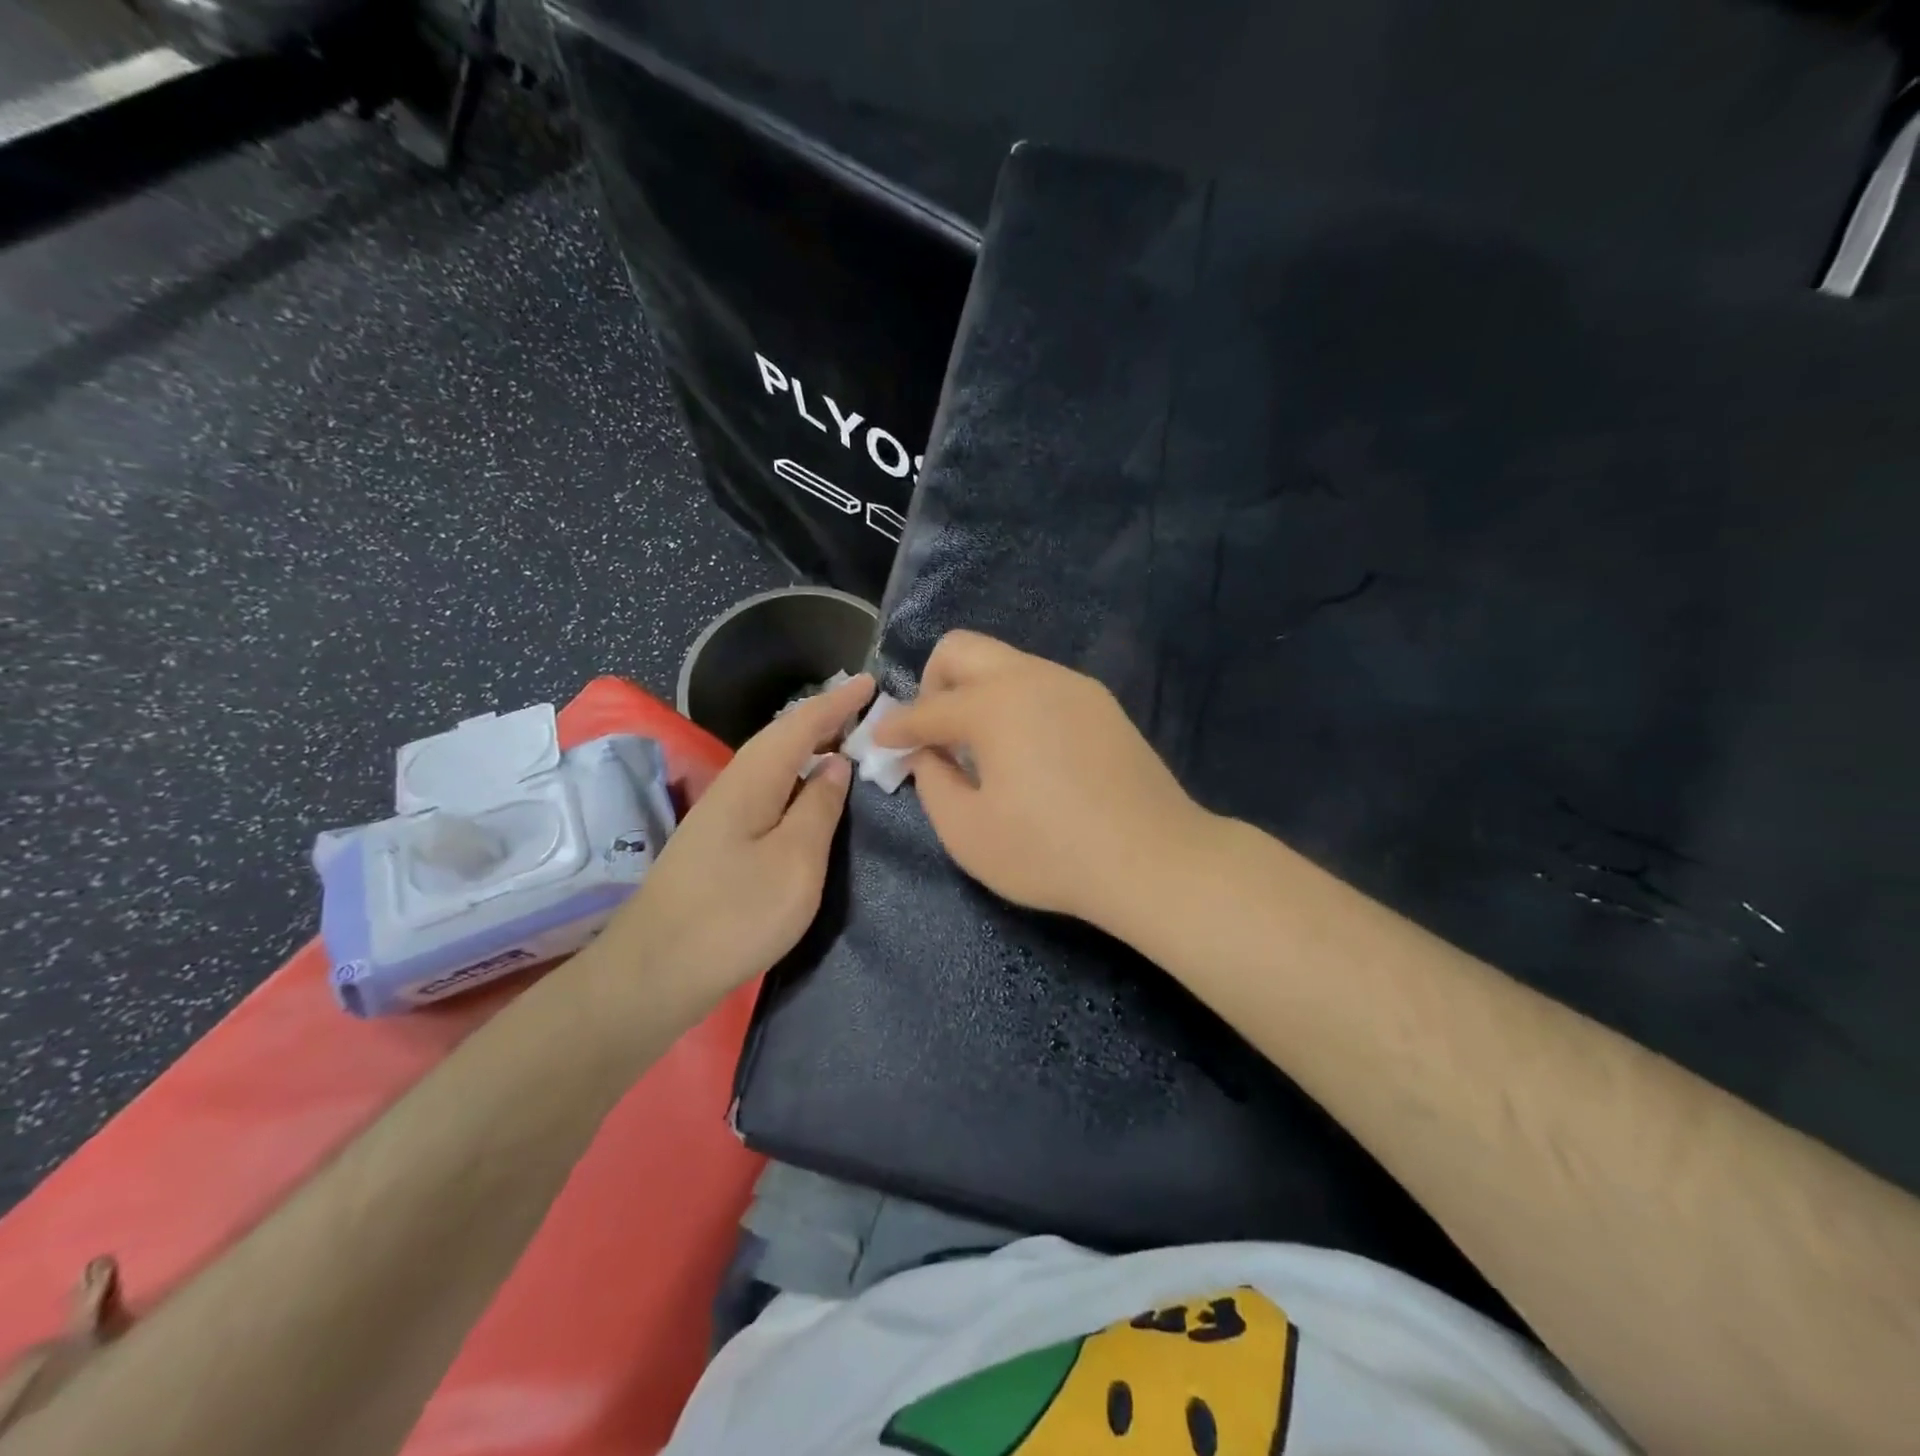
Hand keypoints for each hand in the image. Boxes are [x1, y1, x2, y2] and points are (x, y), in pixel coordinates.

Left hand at [602, 672, 873, 1007]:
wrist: (654, 972)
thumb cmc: (735, 914)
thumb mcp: (795, 861)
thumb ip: (819, 808)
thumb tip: (835, 765)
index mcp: (753, 779)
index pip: (800, 724)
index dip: (837, 702)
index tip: (870, 681)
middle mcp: (733, 785)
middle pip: (782, 738)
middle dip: (824, 719)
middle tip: (866, 710)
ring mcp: (721, 815)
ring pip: (773, 764)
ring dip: (809, 747)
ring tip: (846, 743)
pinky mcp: (718, 842)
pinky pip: (767, 790)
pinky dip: (796, 779)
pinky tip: (808, 795)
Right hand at [873, 632, 1208, 931]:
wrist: (1154, 859)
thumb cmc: (1050, 852)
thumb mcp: (968, 832)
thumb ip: (932, 783)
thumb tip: (926, 754)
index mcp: (994, 704)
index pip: (928, 708)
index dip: (897, 728)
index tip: (880, 742)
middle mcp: (1032, 677)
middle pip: (963, 649)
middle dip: (933, 684)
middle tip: (933, 732)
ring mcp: (1073, 685)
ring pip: (1006, 663)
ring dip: (977, 693)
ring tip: (978, 746)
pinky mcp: (1102, 704)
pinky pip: (1041, 685)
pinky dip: (1015, 704)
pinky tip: (1025, 751)